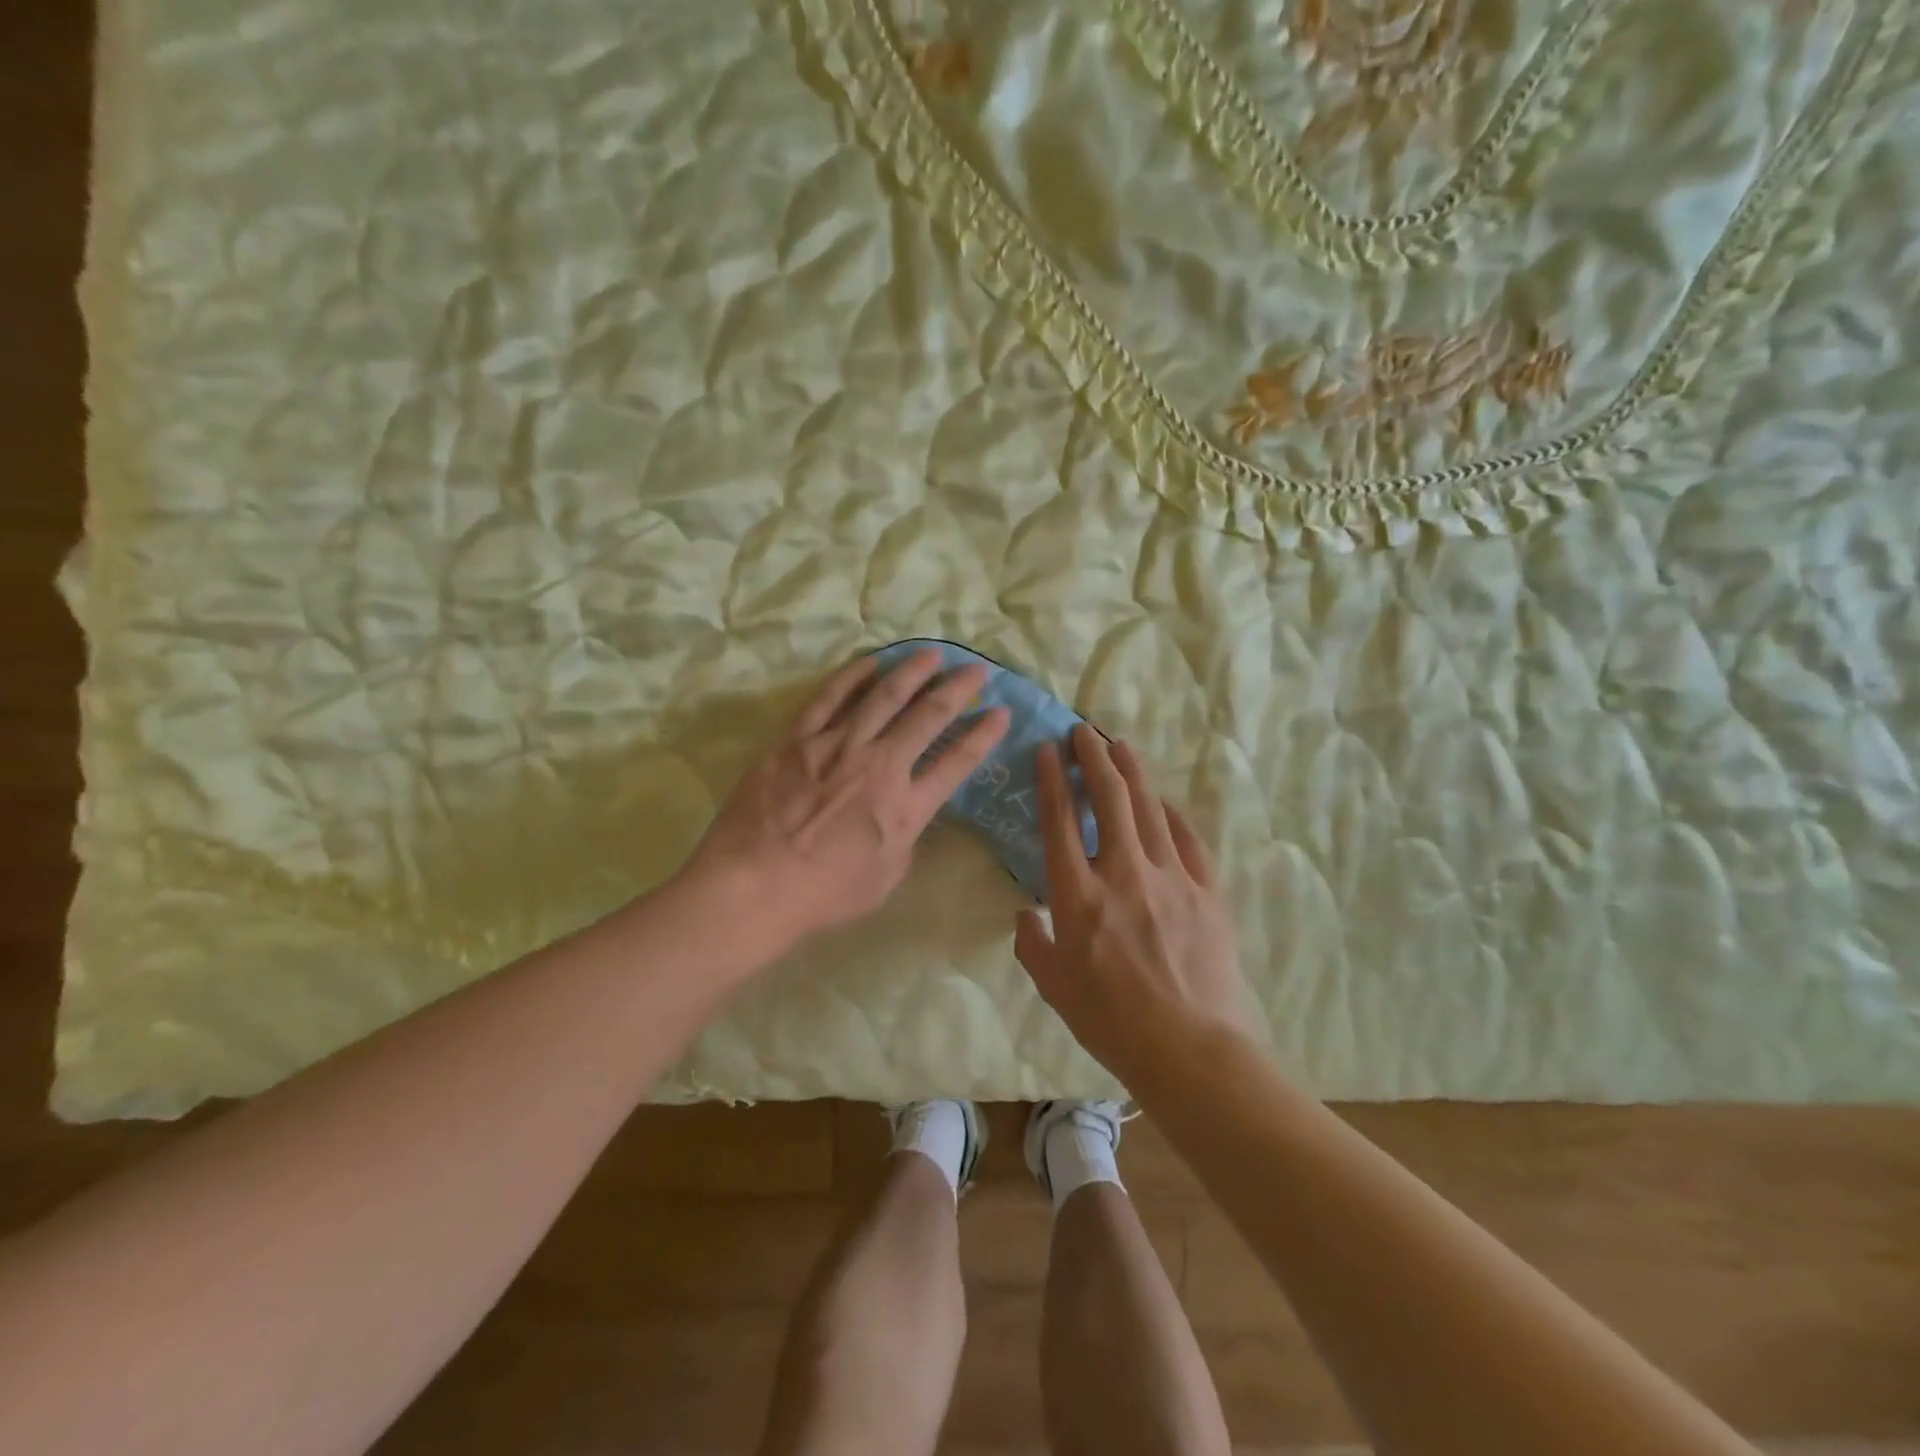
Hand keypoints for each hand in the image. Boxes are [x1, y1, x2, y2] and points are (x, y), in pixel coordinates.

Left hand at [682, 648, 1008, 953]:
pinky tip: (874, 661)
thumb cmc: (823, 895)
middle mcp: (880, 765)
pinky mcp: (798, 738)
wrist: (754, 886)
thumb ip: (904, 839)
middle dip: (958, 689)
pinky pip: (830, 697)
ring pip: (884, 696)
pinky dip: (855, 676)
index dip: (984, 735)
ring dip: (913, 671)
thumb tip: (907, 813)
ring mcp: (837, 746)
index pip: (957, 762)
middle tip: (976, 669)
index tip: (1001, 711)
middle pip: (928, 716)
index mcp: (905, 806)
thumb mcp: (886, 878)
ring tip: (933, 654)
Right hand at [1014, 724, 1247, 1085]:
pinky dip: (1173, 814)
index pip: (1061, 821)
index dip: (1051, 779)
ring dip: (1132, 771)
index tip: (1046, 749)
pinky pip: (1188, 839)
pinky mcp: (1206, 891)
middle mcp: (1123, 873)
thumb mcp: (1053, 986)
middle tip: (1083, 731)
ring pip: (1149, 808)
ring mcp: (1170, 878)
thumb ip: (1031, 943)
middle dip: (1092, 757)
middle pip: (1109, 798)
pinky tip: (1164, 801)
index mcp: (1078, 895)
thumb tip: (1025, 914)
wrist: (1191, 1050)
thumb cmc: (1111, 1022)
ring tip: (1120, 745)